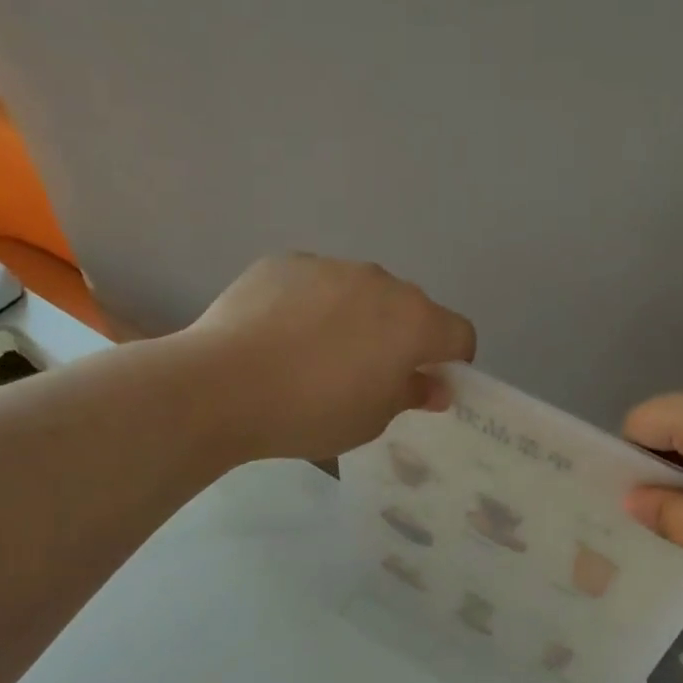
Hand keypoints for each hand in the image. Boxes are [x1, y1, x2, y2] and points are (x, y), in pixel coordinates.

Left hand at [187, 253, 476, 460]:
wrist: (223, 385)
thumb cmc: (311, 412)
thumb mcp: (371, 420)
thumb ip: (410, 395)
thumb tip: (433, 385)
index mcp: (414, 321)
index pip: (459, 334)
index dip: (451, 362)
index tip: (423, 385)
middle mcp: (381, 282)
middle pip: (409, 309)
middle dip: (400, 338)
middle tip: (365, 376)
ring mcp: (330, 266)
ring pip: (360, 292)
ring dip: (355, 318)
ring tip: (314, 356)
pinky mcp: (285, 262)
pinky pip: (315, 284)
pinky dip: (311, 306)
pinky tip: (279, 337)